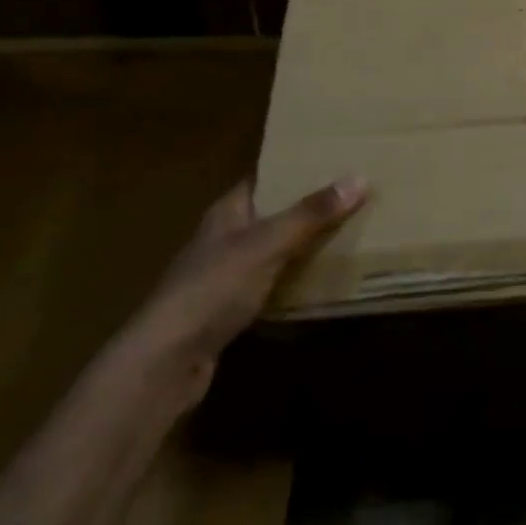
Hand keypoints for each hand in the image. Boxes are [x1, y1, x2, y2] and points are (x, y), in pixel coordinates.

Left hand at [121, 175, 367, 404]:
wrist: (166, 362)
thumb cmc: (213, 288)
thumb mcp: (267, 245)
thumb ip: (311, 214)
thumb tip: (359, 177)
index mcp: (227, 212)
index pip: (263, 179)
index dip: (294, 169)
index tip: (334, 162)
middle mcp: (224, 239)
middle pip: (271, 215)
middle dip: (307, 209)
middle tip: (353, 198)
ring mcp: (224, 277)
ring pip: (273, 252)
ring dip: (303, 247)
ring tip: (348, 236)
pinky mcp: (229, 311)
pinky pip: (271, 286)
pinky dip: (294, 282)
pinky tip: (322, 284)